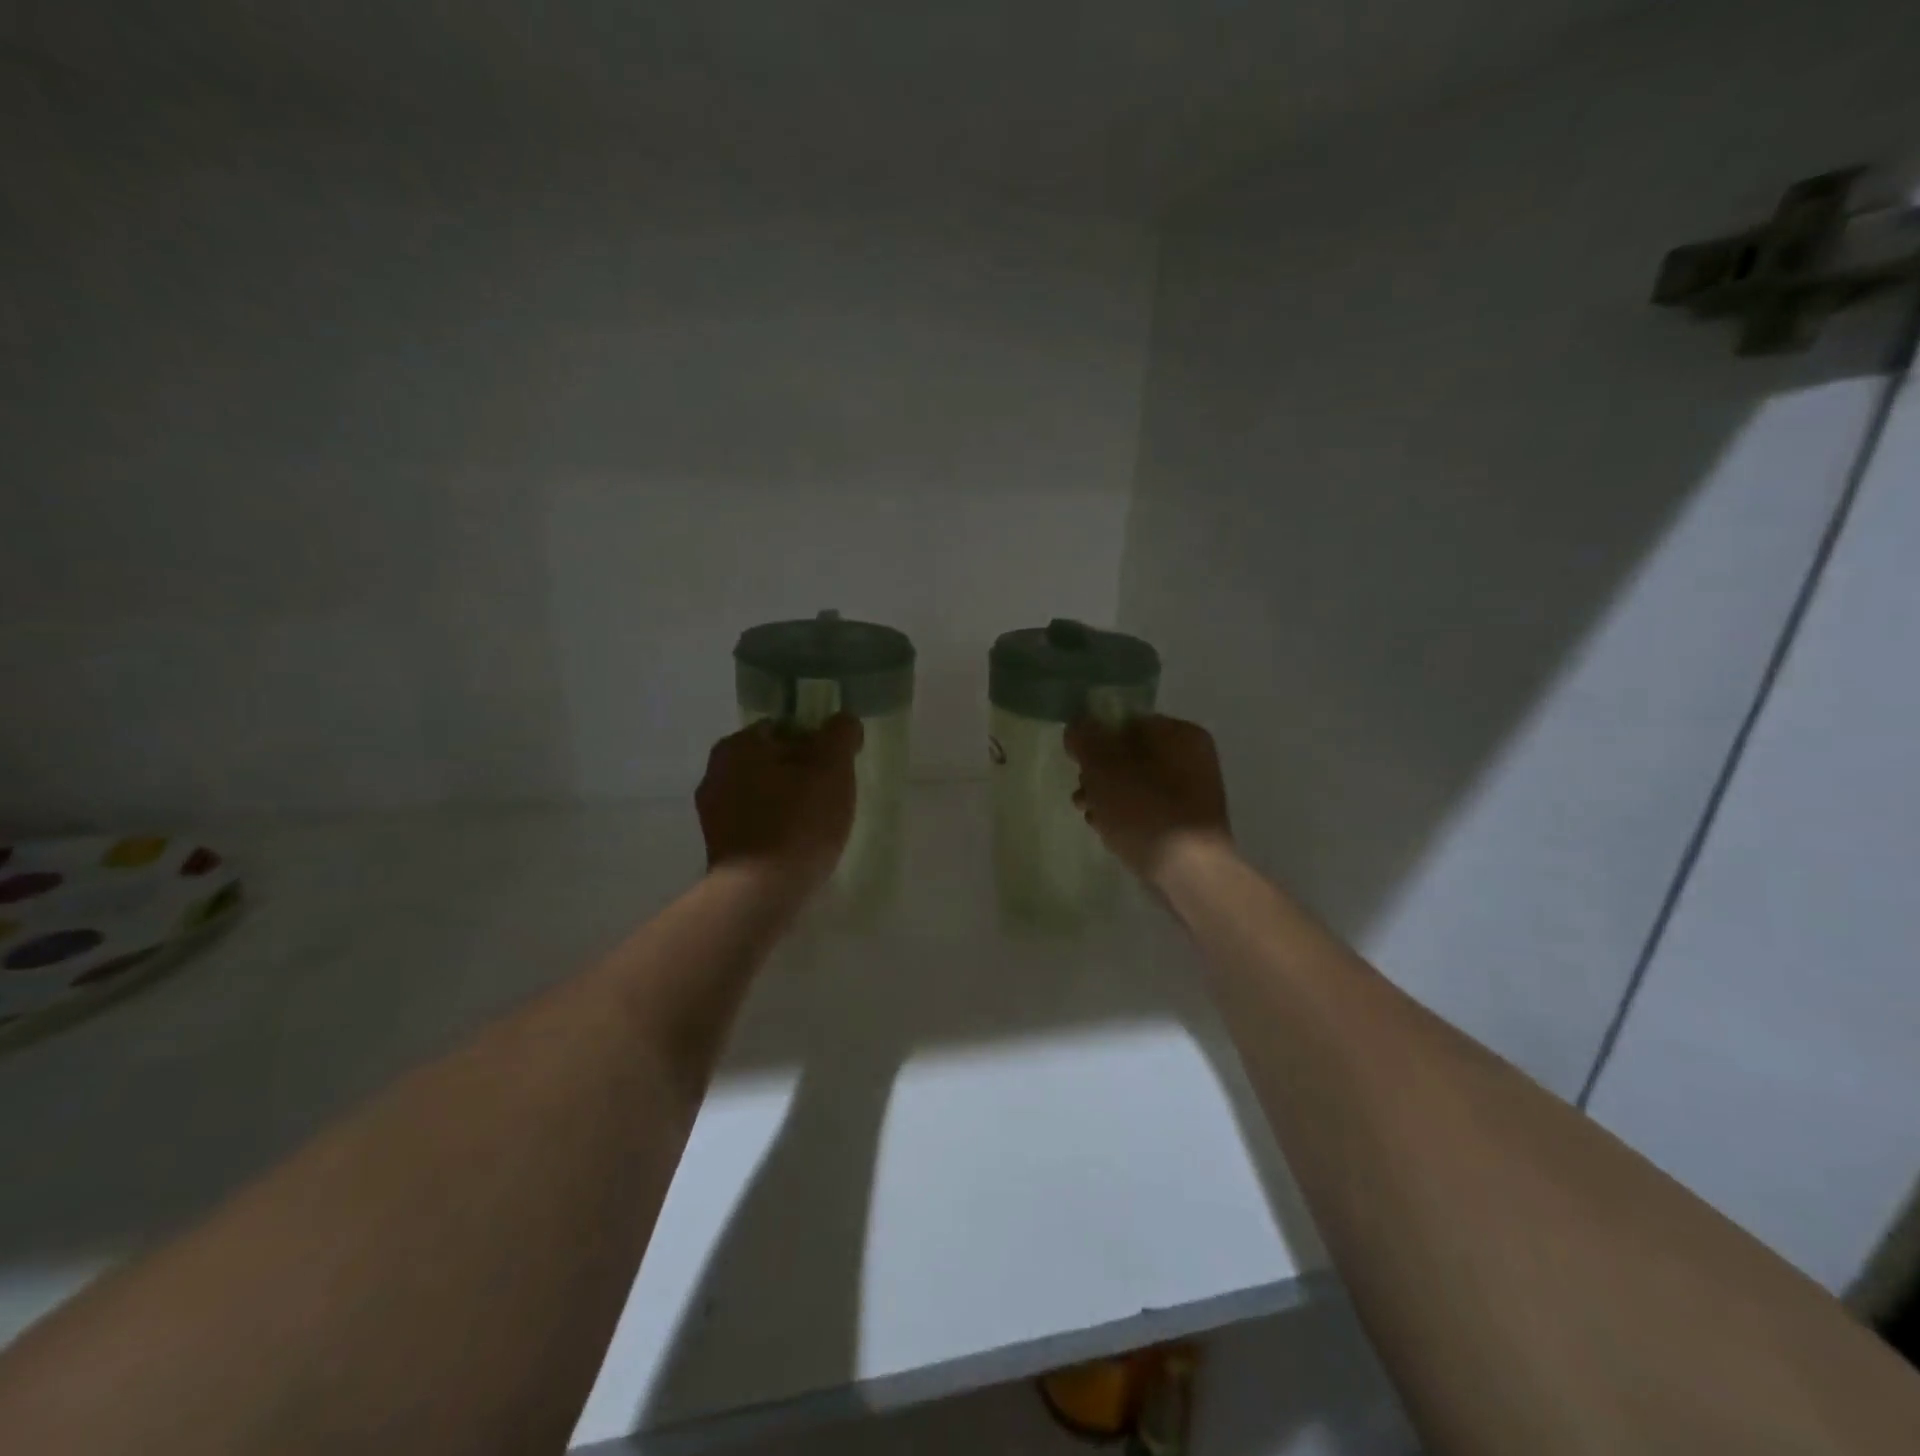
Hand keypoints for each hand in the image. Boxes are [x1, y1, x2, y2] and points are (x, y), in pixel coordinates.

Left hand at [696, 714, 863, 899]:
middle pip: (772, 761)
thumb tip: (842, 722)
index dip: (816, 743)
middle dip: (801, 773)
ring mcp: (712, 811)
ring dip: (787, 801)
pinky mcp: (718, 845)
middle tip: (831, 797)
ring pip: (763, 792)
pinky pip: (755, 822)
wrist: (760, 893)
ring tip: (816, 826)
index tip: (836, 768)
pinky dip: (774, 827)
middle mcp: (715, 771)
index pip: (785, 728)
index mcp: (738, 745)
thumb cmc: (798, 823)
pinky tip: (795, 846)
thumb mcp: (832, 768)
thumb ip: (840, 734)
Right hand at [1066, 714, 1232, 886]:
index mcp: (1179, 733)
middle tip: (1082, 794)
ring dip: (1107, 796)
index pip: (1126, 722)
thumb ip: (1086, 738)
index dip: (1095, 738)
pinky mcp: (1188, 823)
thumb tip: (1078, 725)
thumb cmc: (1144, 809)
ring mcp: (1193, 793)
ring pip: (1136, 784)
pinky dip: (1127, 815)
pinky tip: (1109, 831)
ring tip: (1090, 816)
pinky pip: (1148, 809)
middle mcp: (1192, 757)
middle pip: (1130, 754)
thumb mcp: (1103, 767)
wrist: (1188, 871)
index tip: (1077, 762)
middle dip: (1099, 773)